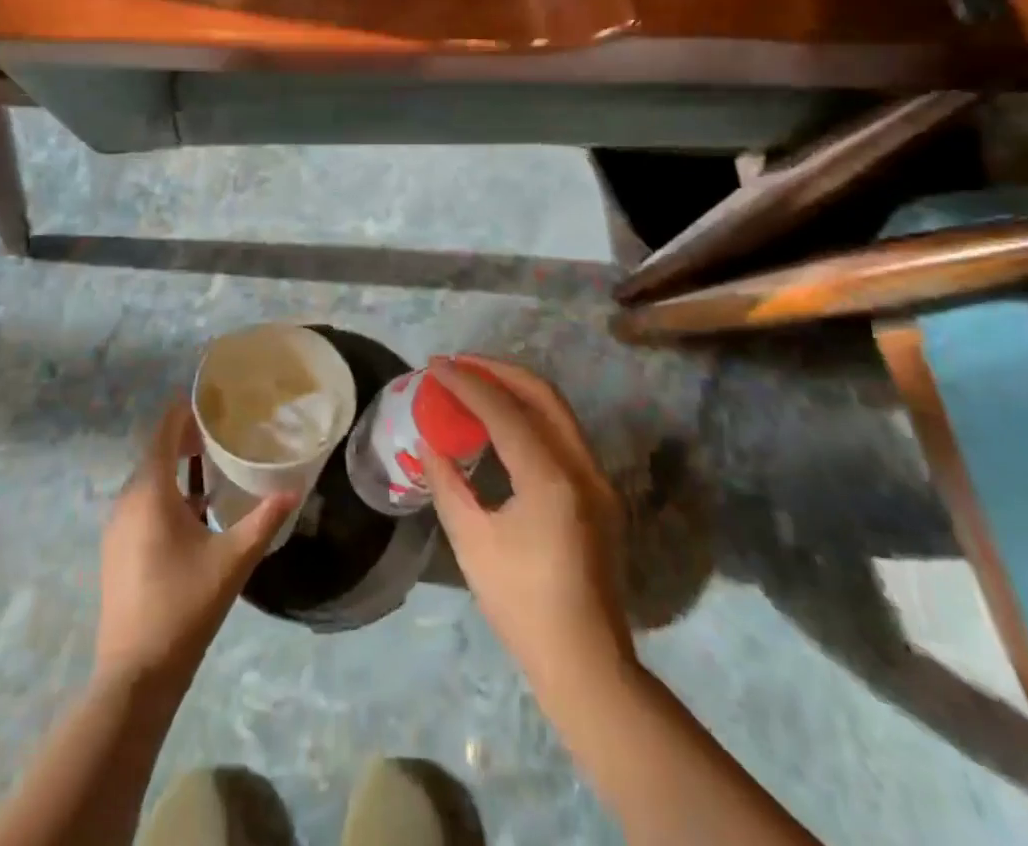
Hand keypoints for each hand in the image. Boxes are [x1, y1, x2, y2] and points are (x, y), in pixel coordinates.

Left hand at [93, 402, 294, 687]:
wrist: (134, 677)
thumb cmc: (184, 607)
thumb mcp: (233, 560)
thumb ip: (264, 520)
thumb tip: (296, 489)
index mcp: (150, 492)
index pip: (164, 432)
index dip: (185, 411)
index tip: (214, 400)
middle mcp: (127, 501)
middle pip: (156, 453)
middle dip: (186, 437)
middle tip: (223, 431)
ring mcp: (117, 528)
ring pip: (148, 481)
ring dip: (176, 467)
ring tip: (213, 465)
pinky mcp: (116, 550)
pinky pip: (142, 504)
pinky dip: (166, 494)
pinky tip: (195, 511)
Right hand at [421, 357, 633, 704]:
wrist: (586, 664)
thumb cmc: (522, 605)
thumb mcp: (471, 542)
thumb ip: (447, 482)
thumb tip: (428, 441)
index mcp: (550, 478)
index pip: (503, 410)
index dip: (466, 382)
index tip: (435, 366)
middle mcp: (582, 466)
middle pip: (541, 394)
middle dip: (496, 370)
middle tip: (457, 364)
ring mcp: (597, 478)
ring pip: (556, 410)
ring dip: (515, 388)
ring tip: (474, 382)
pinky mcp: (599, 492)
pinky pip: (562, 433)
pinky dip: (530, 414)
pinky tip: (501, 421)